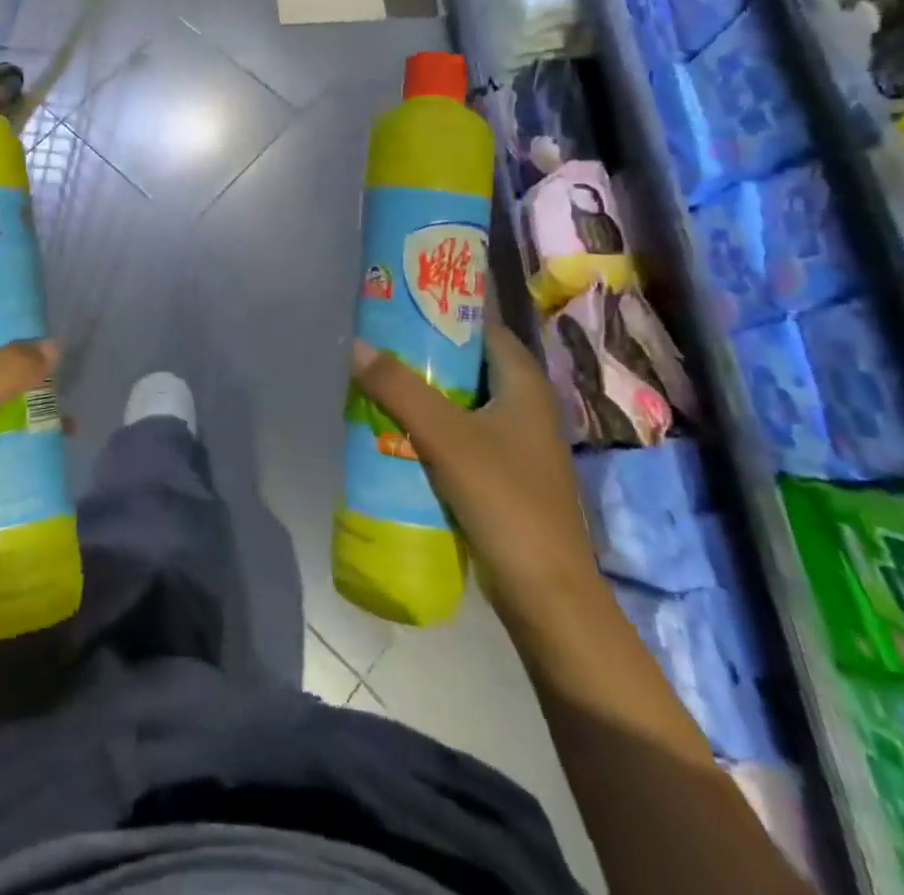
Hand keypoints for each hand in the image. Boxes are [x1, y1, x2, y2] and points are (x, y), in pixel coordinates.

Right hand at [350, 323, 599, 620]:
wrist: (546, 595)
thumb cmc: (505, 500)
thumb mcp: (446, 437)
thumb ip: (400, 389)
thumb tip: (357, 345)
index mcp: (524, 385)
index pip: (481, 328)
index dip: (442, 314)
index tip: (397, 308)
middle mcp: (524, 406)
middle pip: (467, 364)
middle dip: (422, 355)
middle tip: (375, 347)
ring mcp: (515, 444)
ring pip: (461, 402)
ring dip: (423, 394)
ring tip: (375, 384)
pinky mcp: (503, 475)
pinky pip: (460, 435)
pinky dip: (430, 428)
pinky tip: (396, 433)